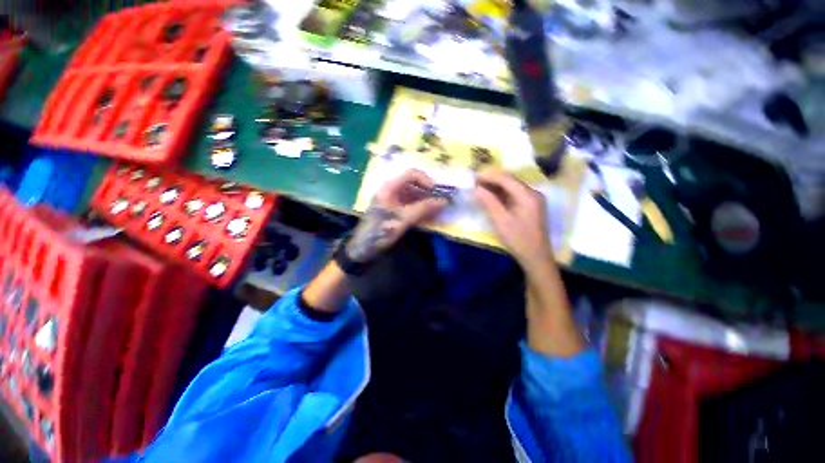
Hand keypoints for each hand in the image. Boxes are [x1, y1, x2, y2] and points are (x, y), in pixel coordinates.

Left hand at [346, 169, 446, 262]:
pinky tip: (430, 216)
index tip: (437, 192)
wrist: (364, 247)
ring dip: (427, 201)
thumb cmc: (381, 230)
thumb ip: (423, 209)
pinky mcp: (396, 211)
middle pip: (414, 185)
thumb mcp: (403, 219)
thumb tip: (443, 201)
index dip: (426, 180)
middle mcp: (392, 190)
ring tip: (438, 210)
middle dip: (429, 192)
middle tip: (441, 202)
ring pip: (414, 196)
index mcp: (390, 187)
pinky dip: (421, 209)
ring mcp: (394, 201)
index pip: (411, 174)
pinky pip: (411, 205)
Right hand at [475, 171, 552, 272]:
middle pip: (510, 180)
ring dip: (496, 186)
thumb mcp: (501, 221)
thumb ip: (489, 202)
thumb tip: (476, 188)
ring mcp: (533, 199)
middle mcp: (533, 193)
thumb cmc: (518, 239)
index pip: (507, 179)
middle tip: (475, 182)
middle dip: (492, 180)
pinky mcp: (530, 206)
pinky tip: (491, 196)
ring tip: (480, 188)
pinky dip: (502, 194)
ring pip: (512, 187)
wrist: (535, 257)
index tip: (474, 177)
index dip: (489, 176)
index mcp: (528, 196)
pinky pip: (514, 194)